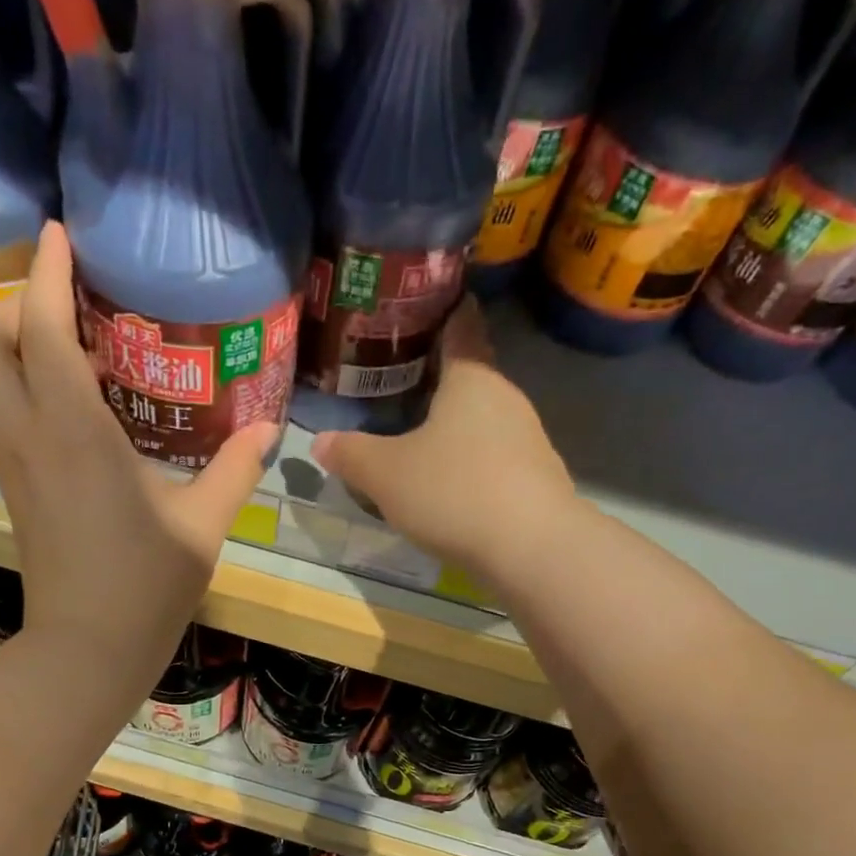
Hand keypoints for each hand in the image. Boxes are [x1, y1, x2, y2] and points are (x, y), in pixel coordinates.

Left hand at [0, 222, 276, 692]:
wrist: (86, 648)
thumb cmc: (146, 585)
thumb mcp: (202, 525)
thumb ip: (233, 470)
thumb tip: (268, 430)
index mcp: (75, 431)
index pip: (42, 328)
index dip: (45, 272)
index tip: (57, 233)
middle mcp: (32, 435)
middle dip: (14, 302)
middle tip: (63, 295)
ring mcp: (16, 464)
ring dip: (13, 342)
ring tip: (67, 337)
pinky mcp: (18, 488)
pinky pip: (6, 412)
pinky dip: (23, 383)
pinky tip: (71, 400)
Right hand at [311, 301, 578, 587]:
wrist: (531, 549)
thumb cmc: (453, 491)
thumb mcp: (385, 474)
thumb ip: (350, 455)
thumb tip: (319, 442)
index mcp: (471, 378)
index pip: (460, 326)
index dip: (442, 311)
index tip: (421, 307)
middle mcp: (506, 397)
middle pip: (471, 376)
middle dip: (438, 377)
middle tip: (397, 381)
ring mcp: (528, 438)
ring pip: (483, 419)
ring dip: (455, 424)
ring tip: (417, 434)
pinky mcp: (536, 478)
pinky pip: (495, 456)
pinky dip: (472, 460)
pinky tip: (449, 483)